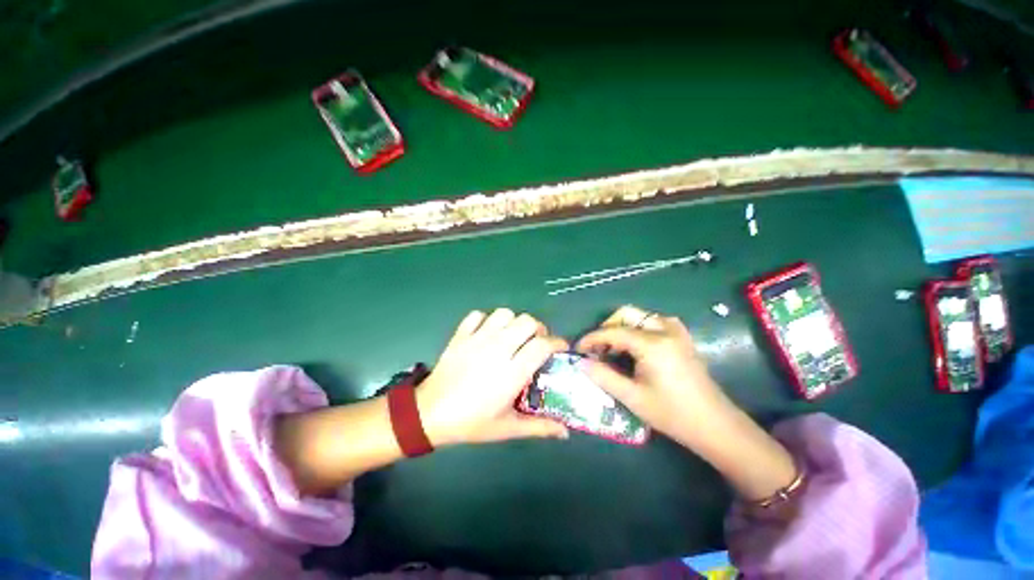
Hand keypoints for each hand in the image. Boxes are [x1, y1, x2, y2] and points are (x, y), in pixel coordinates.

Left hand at [417, 309, 569, 446]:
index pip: (542, 345)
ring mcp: (477, 338)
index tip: (560, 348)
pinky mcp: (461, 335)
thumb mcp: (507, 428)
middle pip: (527, 321)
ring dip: (513, 322)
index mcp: (512, 372)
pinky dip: (486, 320)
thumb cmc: (471, 422)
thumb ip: (539, 427)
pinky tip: (487, 334)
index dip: (557, 342)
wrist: (429, 414)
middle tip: (535, 342)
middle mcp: (497, 349)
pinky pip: (478, 315)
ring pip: (504, 313)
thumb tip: (565, 432)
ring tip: (512, 336)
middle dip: (538, 329)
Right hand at [577, 305, 796, 500]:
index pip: (612, 332)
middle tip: (598, 348)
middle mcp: (664, 330)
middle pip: (627, 314)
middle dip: (607, 327)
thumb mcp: (632, 397)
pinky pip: (655, 322)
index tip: (578, 349)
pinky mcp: (682, 337)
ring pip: (641, 316)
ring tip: (615, 349)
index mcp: (652, 344)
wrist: (715, 425)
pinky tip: (637, 347)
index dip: (591, 338)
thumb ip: (603, 376)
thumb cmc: (672, 413)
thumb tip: (581, 363)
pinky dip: (639, 329)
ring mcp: (676, 332)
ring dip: (623, 327)